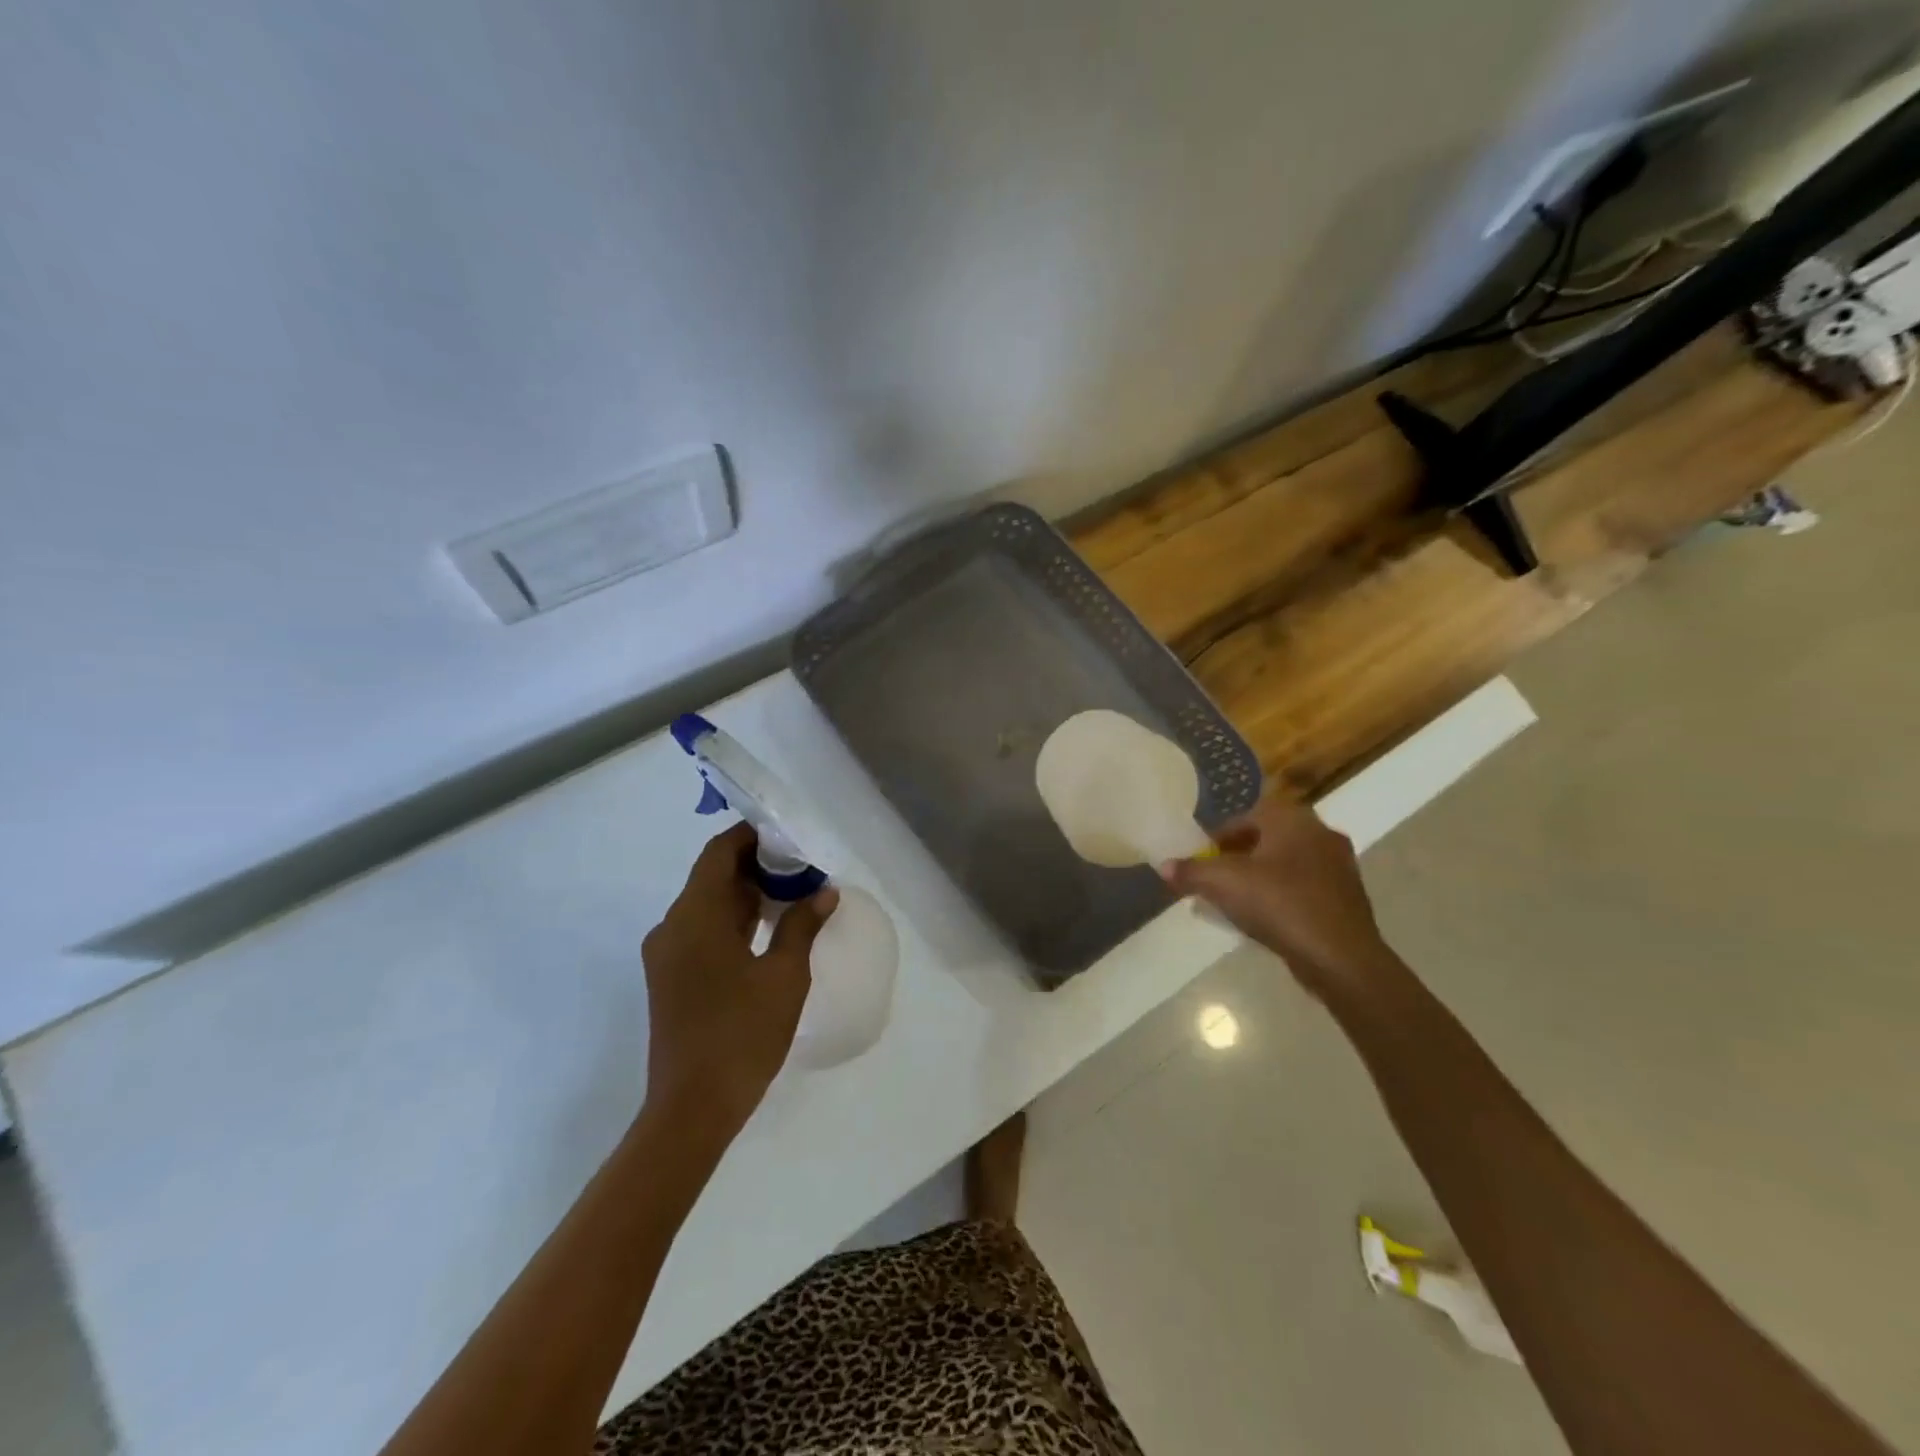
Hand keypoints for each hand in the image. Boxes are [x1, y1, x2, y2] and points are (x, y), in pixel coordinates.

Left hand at [640, 823, 836, 1140]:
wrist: (691, 1109)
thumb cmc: (742, 1035)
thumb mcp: (784, 976)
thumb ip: (801, 925)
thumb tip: (823, 891)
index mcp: (694, 916)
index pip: (719, 852)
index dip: (751, 836)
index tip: (788, 836)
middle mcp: (672, 927)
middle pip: (712, 876)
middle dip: (755, 865)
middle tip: (801, 867)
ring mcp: (667, 955)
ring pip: (707, 905)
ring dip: (746, 894)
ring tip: (793, 894)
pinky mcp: (670, 978)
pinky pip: (702, 931)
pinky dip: (733, 921)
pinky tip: (768, 930)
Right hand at [1161, 793, 1395, 1002]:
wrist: (1341, 958)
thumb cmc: (1280, 905)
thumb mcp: (1223, 884)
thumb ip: (1190, 871)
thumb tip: (1163, 866)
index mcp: (1291, 819)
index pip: (1246, 816)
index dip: (1219, 838)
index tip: (1203, 860)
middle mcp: (1320, 832)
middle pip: (1267, 838)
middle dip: (1239, 857)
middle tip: (1217, 880)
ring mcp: (1339, 865)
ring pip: (1287, 863)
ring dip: (1261, 877)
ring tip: (1238, 902)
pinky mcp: (1348, 897)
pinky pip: (1305, 887)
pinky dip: (1283, 897)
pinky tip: (1267, 920)